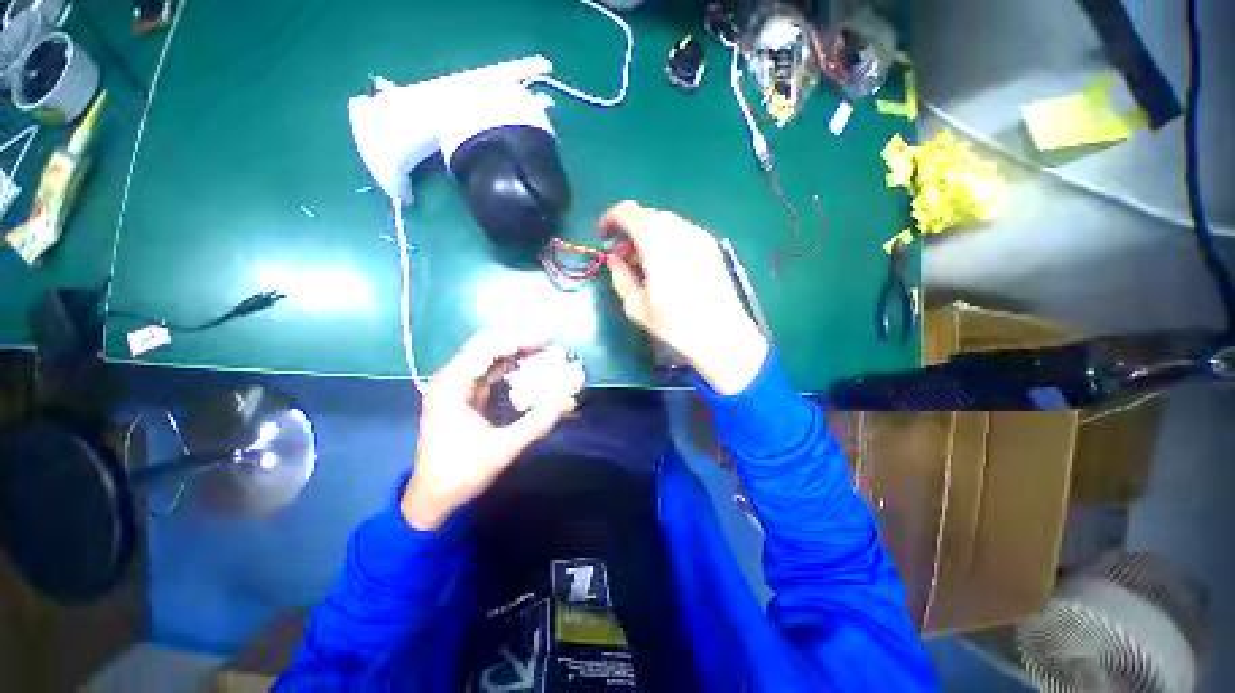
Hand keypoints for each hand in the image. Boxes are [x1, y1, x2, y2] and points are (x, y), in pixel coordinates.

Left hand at [401, 330, 576, 529]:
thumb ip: (536, 423)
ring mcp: (455, 385)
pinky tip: (528, 367)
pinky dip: (510, 365)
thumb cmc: (461, 473)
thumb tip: (566, 399)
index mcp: (451, 386)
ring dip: (515, 351)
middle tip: (548, 344)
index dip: (519, 340)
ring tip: (544, 352)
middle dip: (518, 341)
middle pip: (485, 345)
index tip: (548, 342)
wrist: (433, 497)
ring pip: (487, 355)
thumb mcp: (503, 449)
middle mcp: (450, 378)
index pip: (487, 348)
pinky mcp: (463, 394)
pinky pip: (489, 370)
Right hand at [600, 201, 767, 394]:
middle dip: (629, 231)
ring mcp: (699, 235)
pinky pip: (682, 232)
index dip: (610, 219)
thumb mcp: (636, 306)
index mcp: (656, 240)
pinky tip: (666, 266)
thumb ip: (620, 277)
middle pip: (647, 216)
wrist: (722, 334)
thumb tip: (615, 261)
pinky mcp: (712, 245)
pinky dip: (667, 240)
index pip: (627, 211)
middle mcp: (679, 229)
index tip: (604, 237)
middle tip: (623, 258)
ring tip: (644, 264)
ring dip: (648, 235)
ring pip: (665, 223)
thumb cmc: (675, 324)